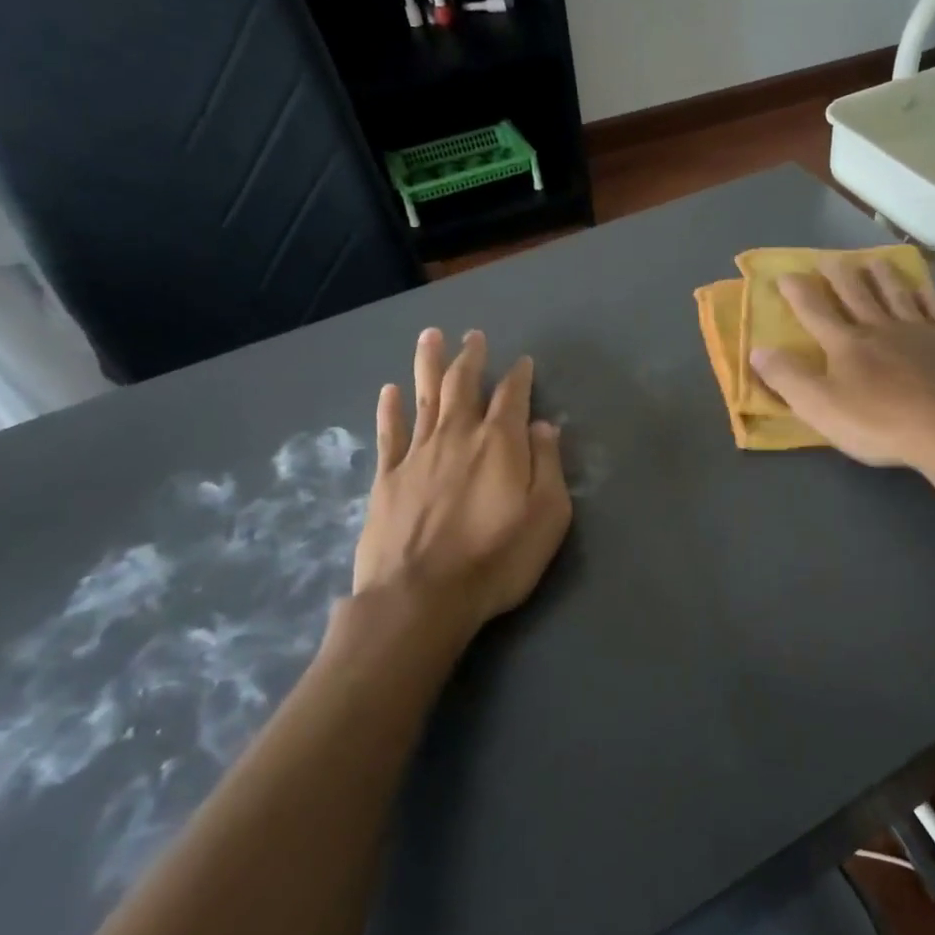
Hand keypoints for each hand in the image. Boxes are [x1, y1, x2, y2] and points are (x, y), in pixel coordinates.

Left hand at [346, 328, 570, 640]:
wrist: (420, 598)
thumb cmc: (496, 559)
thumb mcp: (547, 515)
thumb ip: (547, 465)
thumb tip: (542, 425)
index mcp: (499, 443)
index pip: (512, 396)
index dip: (519, 375)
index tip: (523, 360)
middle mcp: (457, 436)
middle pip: (463, 385)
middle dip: (470, 357)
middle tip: (472, 335)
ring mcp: (417, 454)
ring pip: (424, 397)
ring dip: (428, 365)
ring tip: (430, 336)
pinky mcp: (386, 478)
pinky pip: (389, 433)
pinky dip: (390, 409)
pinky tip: (390, 391)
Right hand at [747, 260, 934, 472]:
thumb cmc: (879, 423)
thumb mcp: (820, 407)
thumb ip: (787, 378)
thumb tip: (757, 350)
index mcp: (845, 345)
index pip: (815, 312)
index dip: (798, 292)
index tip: (785, 274)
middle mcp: (879, 328)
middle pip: (856, 294)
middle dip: (838, 276)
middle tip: (828, 259)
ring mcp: (918, 332)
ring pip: (895, 294)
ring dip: (881, 277)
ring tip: (872, 261)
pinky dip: (926, 295)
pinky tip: (922, 287)